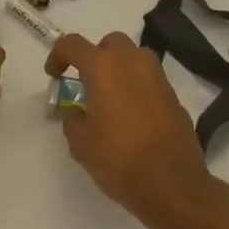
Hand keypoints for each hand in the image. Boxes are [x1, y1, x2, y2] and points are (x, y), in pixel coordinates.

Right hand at [45, 33, 211, 223]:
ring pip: (134, 58)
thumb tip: (77, 111)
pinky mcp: (174, 96)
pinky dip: (137, 87)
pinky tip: (132, 116)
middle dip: (95, 56)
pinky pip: (150, 80)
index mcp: (103, 67)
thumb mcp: (80, 143)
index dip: (57, 55)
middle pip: (110, 43)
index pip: (72, 44)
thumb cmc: (119, 160)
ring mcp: (158, 78)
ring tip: (110, 98)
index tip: (54, 76)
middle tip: (86, 83)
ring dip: (119, 69)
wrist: (172, 185)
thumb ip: (72, 119)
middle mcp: (132, 63)